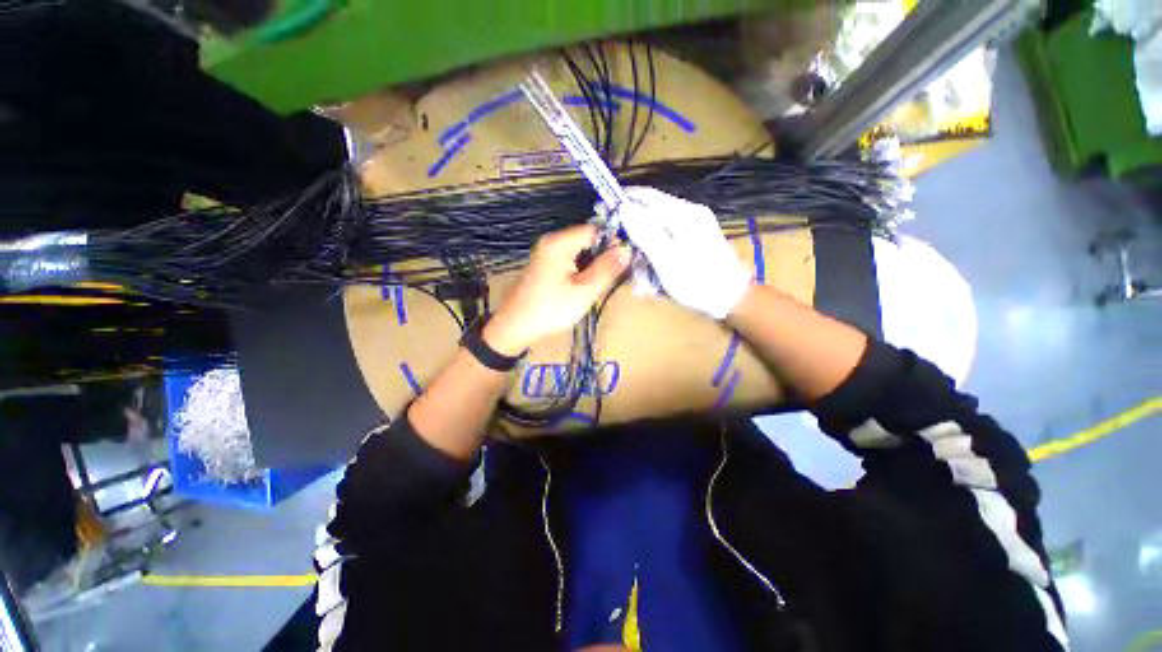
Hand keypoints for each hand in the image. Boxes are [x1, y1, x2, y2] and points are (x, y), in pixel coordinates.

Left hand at [483, 224, 629, 355]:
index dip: (612, 244)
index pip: (594, 230)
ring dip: (593, 266)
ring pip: (580, 252)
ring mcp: (547, 254)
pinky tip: (585, 287)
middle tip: (612, 278)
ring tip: (599, 285)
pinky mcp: (546, 266)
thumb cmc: (551, 308)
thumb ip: (607, 268)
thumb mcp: (584, 290)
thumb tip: (627, 249)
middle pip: (587, 240)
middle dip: (603, 256)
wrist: (516, 327)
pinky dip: (582, 271)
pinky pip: (571, 261)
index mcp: (559, 242)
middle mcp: (552, 242)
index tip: (622, 264)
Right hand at [614, 187, 751, 318]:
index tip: (603, 210)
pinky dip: (656, 251)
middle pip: (651, 211)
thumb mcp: (667, 260)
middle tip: (622, 251)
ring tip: (640, 272)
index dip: (623, 199)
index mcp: (684, 213)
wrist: (732, 297)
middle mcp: (690, 212)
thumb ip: (646, 232)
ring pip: (657, 226)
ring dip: (644, 246)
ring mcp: (694, 224)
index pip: (646, 195)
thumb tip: (624, 208)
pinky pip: (667, 237)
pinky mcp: (695, 236)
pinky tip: (653, 270)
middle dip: (633, 230)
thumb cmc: (697, 281)